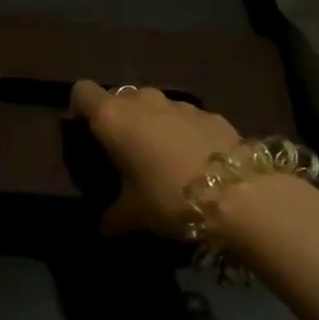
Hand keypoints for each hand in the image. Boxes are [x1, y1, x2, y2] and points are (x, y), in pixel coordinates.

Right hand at [69, 81, 242, 237]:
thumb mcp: (135, 214)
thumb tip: (104, 226)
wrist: (239, 193)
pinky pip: (184, 116)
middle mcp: (143, 101)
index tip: (83, 131)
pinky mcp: (210, 113)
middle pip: (119, 97)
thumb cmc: (169, 197)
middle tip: (122, 150)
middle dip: (117, 117)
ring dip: (150, 122)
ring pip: (154, 104)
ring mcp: (179, 104)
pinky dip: (181, 130)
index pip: (83, 92)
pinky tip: (192, 159)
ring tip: (158, 155)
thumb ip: (114, 216)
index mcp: (114, 119)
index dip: (79, 108)